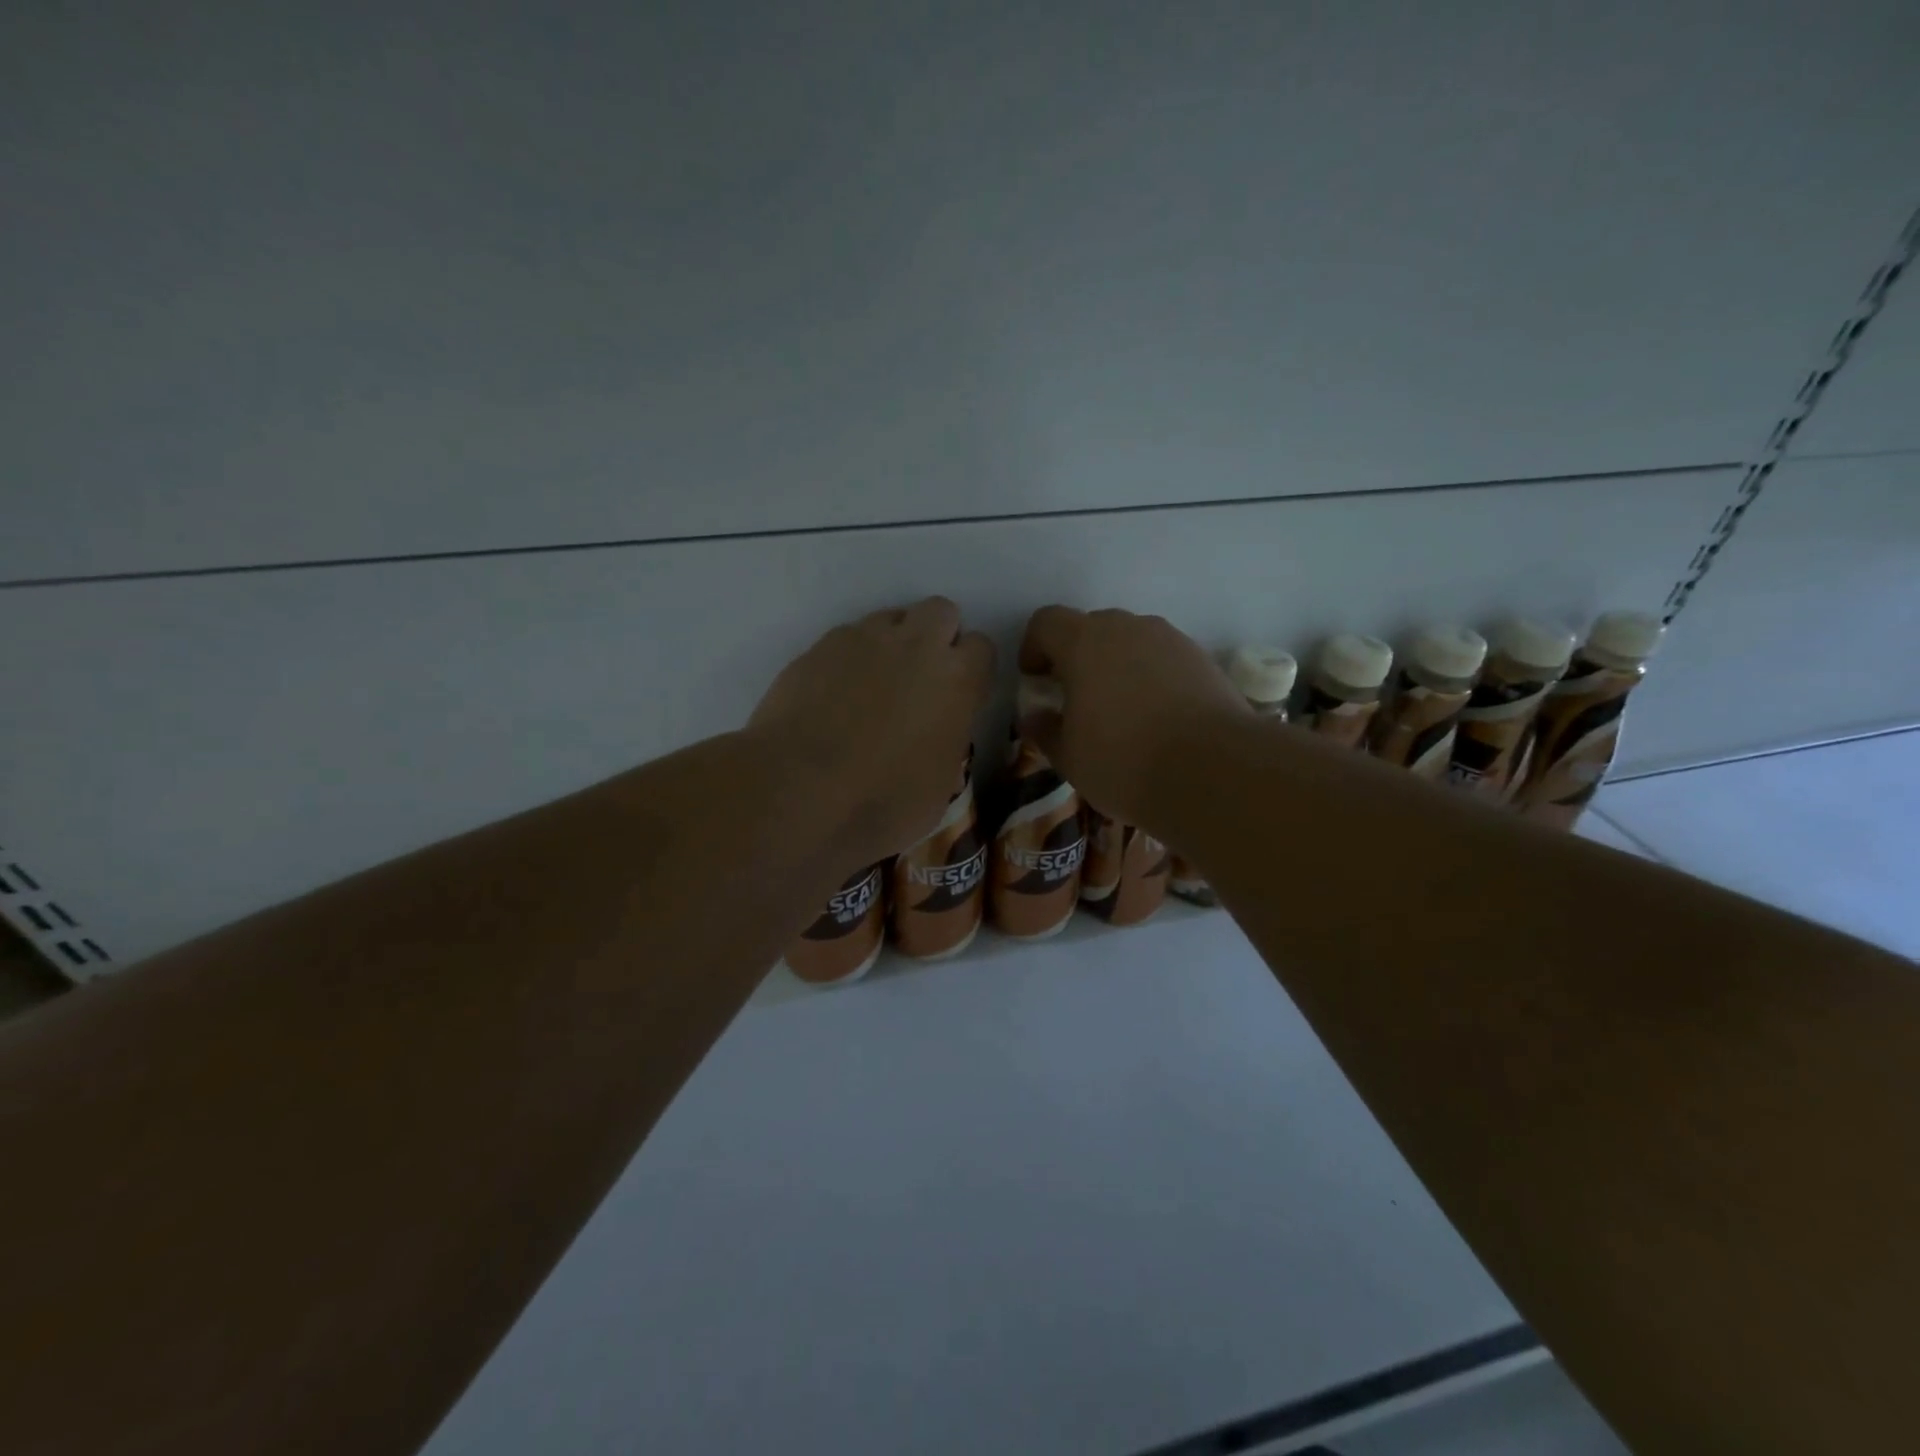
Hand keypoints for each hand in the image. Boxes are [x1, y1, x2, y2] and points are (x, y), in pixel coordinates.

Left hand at [748, 597, 994, 868]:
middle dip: (937, 636)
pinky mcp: (820, 646)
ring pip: (892, 618)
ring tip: (874, 685)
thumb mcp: (939, 788)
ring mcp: (864, 639)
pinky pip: (848, 638)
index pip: (982, 648)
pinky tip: (835, 694)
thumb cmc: (880, 803)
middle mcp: (916, 646)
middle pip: (941, 612)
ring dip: (893, 643)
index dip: (972, 670)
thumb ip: (947, 742)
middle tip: (920, 679)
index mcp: (957, 681)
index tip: (959, 696)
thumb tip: (936, 736)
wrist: (797, 790)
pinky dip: (850, 658)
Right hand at [1018, 606, 1246, 829]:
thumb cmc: (1124, 762)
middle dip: (1076, 656)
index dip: (1033, 647)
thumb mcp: (1069, 757)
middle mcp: (1128, 628)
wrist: (1215, 771)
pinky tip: (1157, 718)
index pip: (1046, 622)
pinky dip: (1150, 677)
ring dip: (1116, 665)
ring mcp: (1170, 640)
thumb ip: (1045, 730)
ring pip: (1131, 641)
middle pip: (1090, 627)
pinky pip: (1162, 658)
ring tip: (1120, 711)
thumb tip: (1036, 716)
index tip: (1036, 681)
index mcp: (1084, 642)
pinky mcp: (1202, 659)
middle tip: (1075, 698)